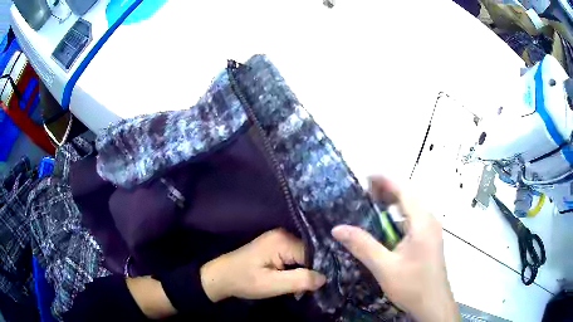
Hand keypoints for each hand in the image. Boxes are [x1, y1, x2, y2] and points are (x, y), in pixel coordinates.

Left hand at [200, 229, 325, 301]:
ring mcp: (279, 239)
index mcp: (283, 240)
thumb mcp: (272, 285)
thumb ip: (300, 281)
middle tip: (310, 290)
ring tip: (303, 289)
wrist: (221, 277)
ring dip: (304, 272)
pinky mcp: (276, 247)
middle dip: (311, 272)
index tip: (321, 286)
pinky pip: (295, 257)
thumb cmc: (244, 281)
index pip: (313, 253)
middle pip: (309, 253)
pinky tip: (296, 282)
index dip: (319, 270)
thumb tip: (325, 278)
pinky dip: (297, 270)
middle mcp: (283, 235)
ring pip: (303, 256)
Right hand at [332, 177, 458, 321]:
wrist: (433, 304)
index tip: (365, 176)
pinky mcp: (429, 239)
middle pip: (409, 196)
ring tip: (372, 205)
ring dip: (394, 203)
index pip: (404, 190)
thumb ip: (362, 246)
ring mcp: (431, 230)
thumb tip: (338, 228)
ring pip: (412, 208)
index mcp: (422, 222)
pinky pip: (413, 220)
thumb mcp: (384, 267)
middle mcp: (430, 220)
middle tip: (364, 193)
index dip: (385, 180)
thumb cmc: (412, 285)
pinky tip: (387, 227)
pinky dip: (398, 216)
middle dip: (388, 190)